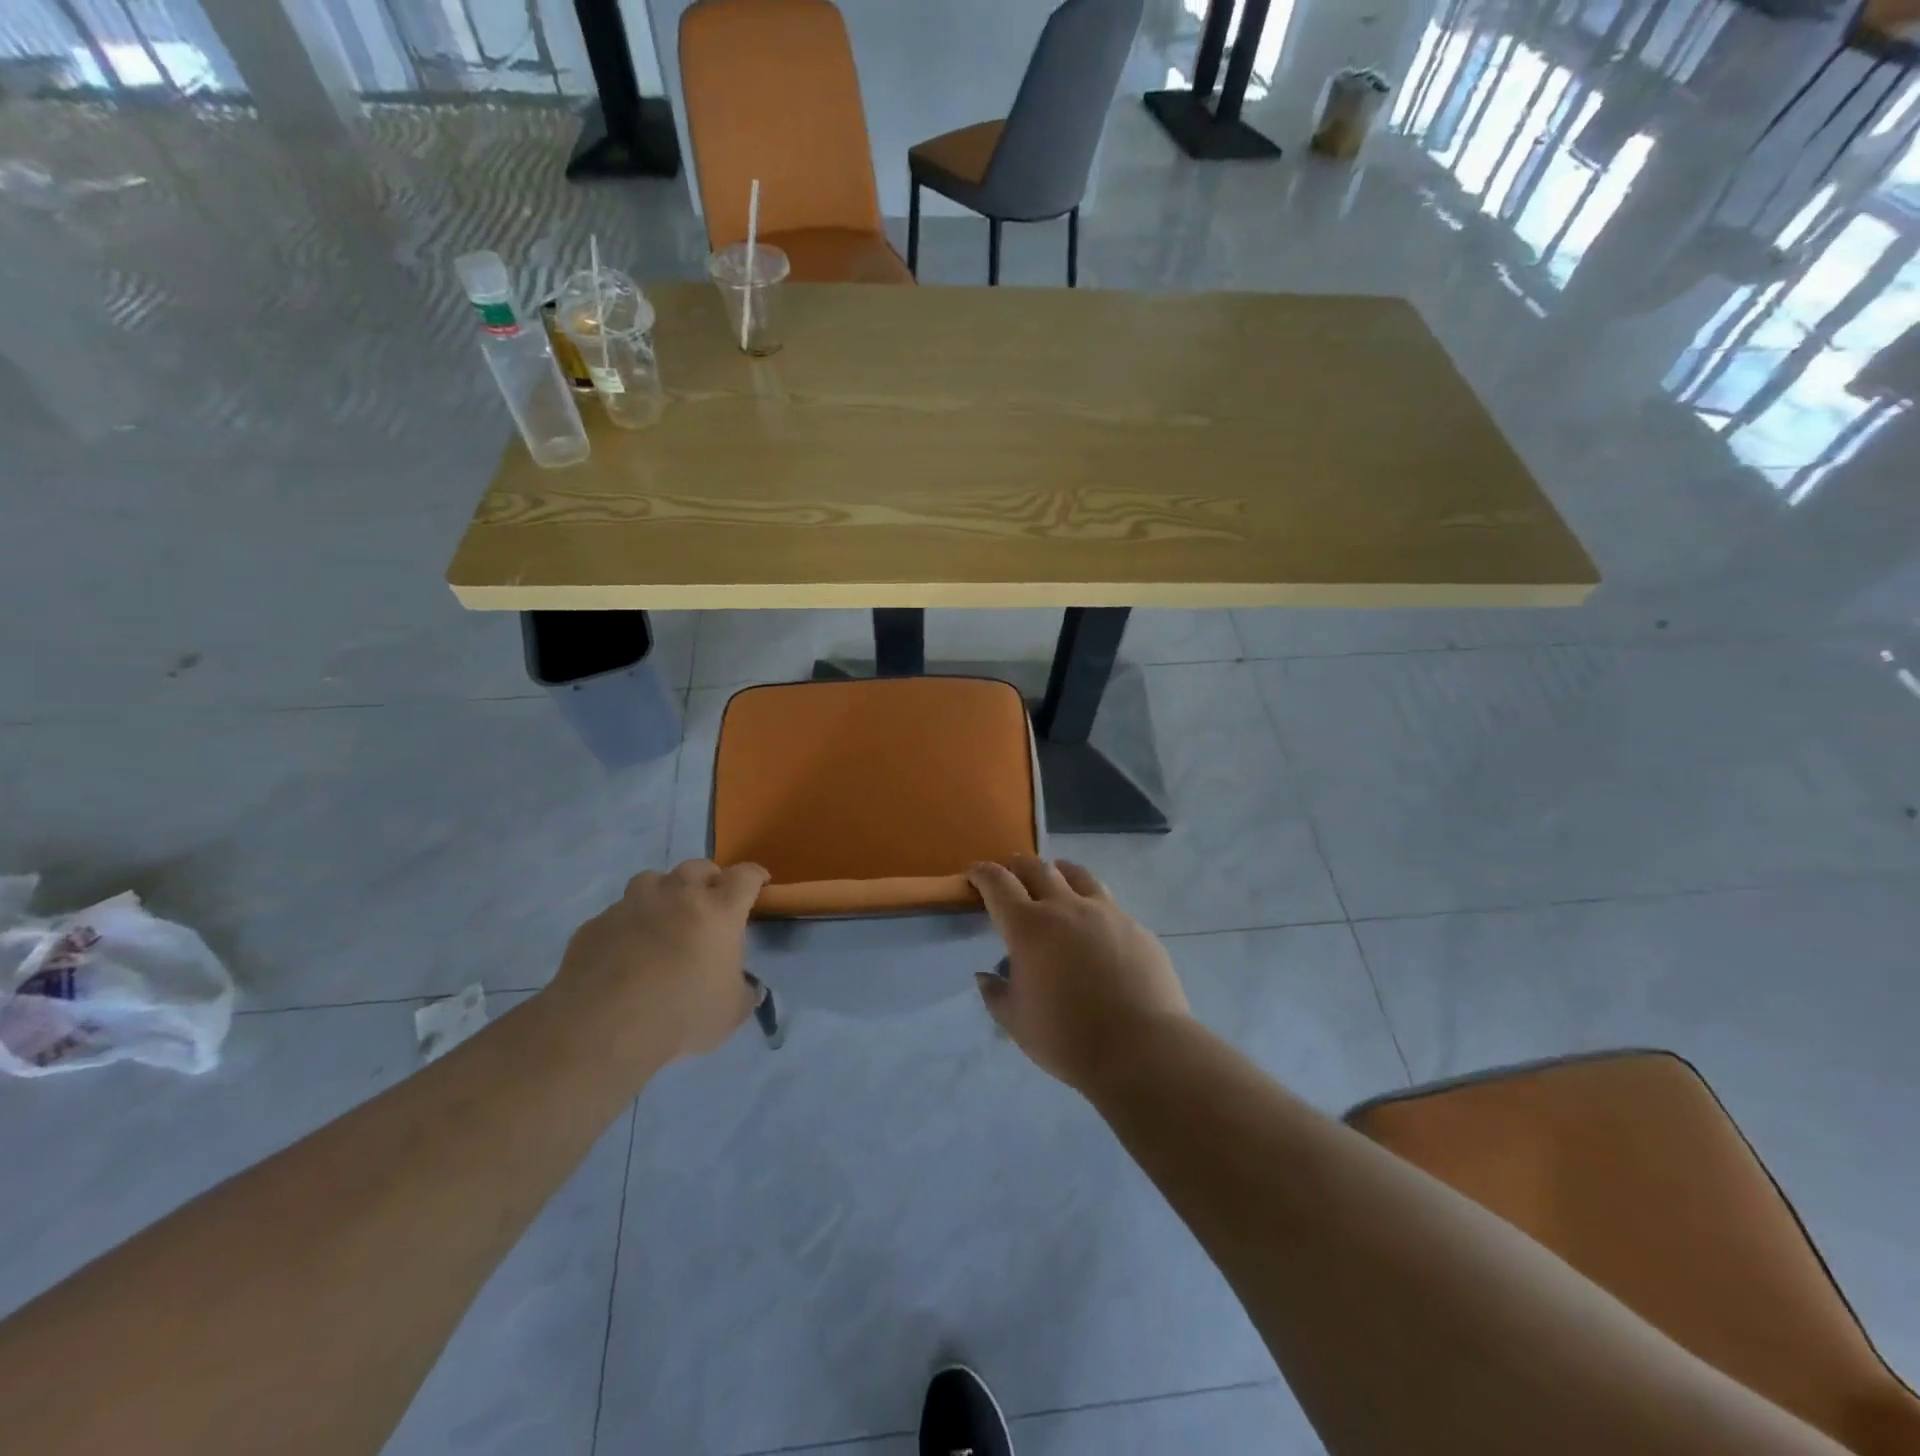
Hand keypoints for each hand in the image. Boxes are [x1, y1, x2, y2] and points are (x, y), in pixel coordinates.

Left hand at [551, 859, 769, 1063]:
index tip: (758, 885)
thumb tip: (744, 987)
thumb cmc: (681, 1015)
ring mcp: (633, 905)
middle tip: (709, 902)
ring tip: (663, 918)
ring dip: (664, 892)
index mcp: (718, 911)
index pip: (744, 876)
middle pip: (698, 867)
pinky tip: (625, 951)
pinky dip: (628, 924)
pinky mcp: (597, 923)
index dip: (754, 877)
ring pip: (652, 880)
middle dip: (708, 879)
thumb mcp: (732, 1011)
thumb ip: (743, 991)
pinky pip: (618, 914)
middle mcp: (677, 896)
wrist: (604, 1028)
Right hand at [969, 857, 1189, 1089]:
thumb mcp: (1016, 1023)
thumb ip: (996, 994)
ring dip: (1058, 872)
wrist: (1142, 1048)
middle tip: (1010, 873)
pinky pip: (1108, 904)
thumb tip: (986, 976)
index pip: (997, 883)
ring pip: (1077, 875)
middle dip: (1017, 866)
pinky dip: (1091, 905)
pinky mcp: (1136, 927)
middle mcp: (1066, 907)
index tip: (974, 873)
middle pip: (1037, 868)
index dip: (982, 873)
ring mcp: (1106, 913)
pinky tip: (1095, 926)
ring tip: (1055, 877)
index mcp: (1029, 927)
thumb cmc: (1068, 1038)